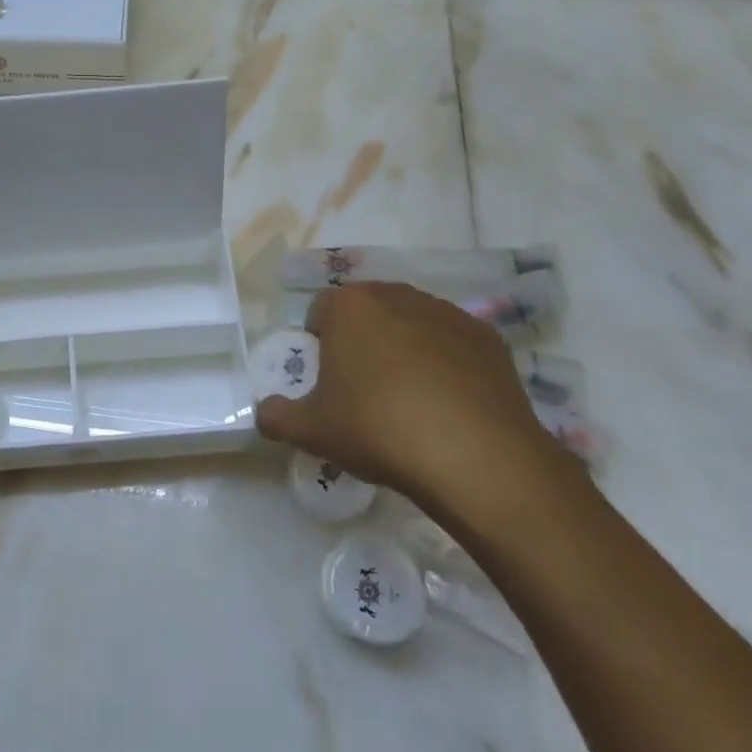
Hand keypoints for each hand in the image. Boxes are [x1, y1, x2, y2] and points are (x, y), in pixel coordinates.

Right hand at [256, 283, 570, 530]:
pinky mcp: (487, 336)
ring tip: (409, 399)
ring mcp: (447, 312)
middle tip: (363, 390)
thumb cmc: (379, 429)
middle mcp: (396, 295)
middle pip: (367, 311)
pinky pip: (451, 343)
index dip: (318, 345)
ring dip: (403, 348)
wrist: (476, 456)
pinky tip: (448, 404)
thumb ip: (277, 416)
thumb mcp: (311, 431)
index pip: (320, 311)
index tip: (327, 382)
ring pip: (410, 323)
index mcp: (349, 306)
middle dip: (361, 340)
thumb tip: (264, 412)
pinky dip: (445, 363)